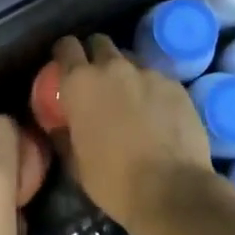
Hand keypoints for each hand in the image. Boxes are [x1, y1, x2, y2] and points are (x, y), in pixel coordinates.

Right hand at [50, 35, 217, 234]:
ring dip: (125, 72)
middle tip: (98, 82)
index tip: (65, 68)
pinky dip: (151, 89)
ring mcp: (147, 73)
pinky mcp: (175, 84)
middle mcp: (113, 67)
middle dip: (96, 56)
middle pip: (100, 43)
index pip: (66, 47)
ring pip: (130, 59)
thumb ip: (64, 133)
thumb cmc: (114, 181)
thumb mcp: (75, 162)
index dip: (64, 54)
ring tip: (130, 98)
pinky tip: (157, 113)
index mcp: (81, 83)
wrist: (172, 191)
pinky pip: (156, 78)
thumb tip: (58, 123)